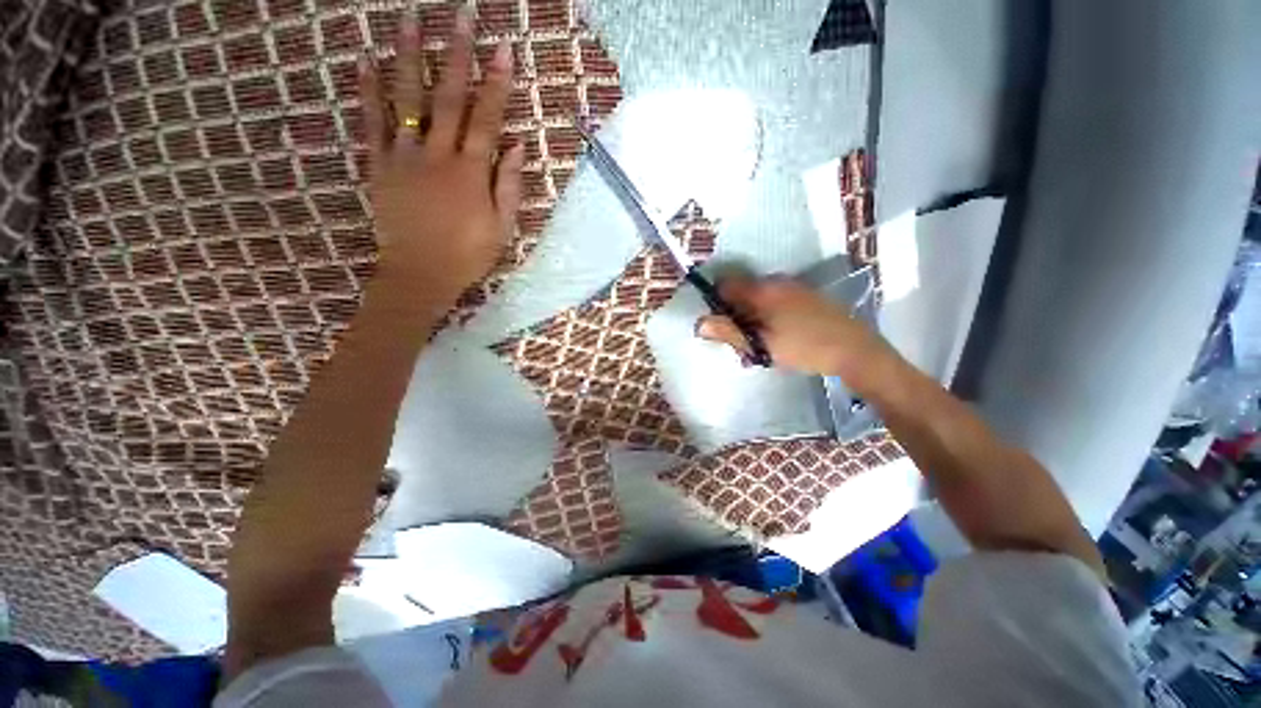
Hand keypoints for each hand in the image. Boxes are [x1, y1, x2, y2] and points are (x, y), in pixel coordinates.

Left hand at [359, 9, 523, 308]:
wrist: (421, 273)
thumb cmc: (469, 254)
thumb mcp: (502, 227)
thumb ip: (509, 185)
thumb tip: (516, 145)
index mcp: (471, 173)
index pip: (487, 119)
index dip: (496, 84)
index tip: (503, 49)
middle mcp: (438, 156)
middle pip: (449, 98)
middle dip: (456, 55)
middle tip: (460, 15)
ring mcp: (404, 158)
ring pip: (406, 99)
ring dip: (408, 56)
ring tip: (408, 18)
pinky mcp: (379, 166)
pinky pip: (371, 123)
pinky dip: (367, 91)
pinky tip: (365, 60)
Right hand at [695, 275, 894, 379]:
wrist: (855, 349)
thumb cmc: (803, 347)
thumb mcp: (761, 344)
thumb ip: (729, 332)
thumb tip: (699, 324)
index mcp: (762, 291)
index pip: (726, 285)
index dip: (716, 304)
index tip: (721, 327)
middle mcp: (776, 282)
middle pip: (742, 294)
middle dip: (736, 318)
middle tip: (743, 346)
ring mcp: (794, 288)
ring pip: (759, 301)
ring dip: (753, 321)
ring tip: (761, 348)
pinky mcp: (806, 297)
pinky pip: (776, 303)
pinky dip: (769, 319)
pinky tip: (779, 339)